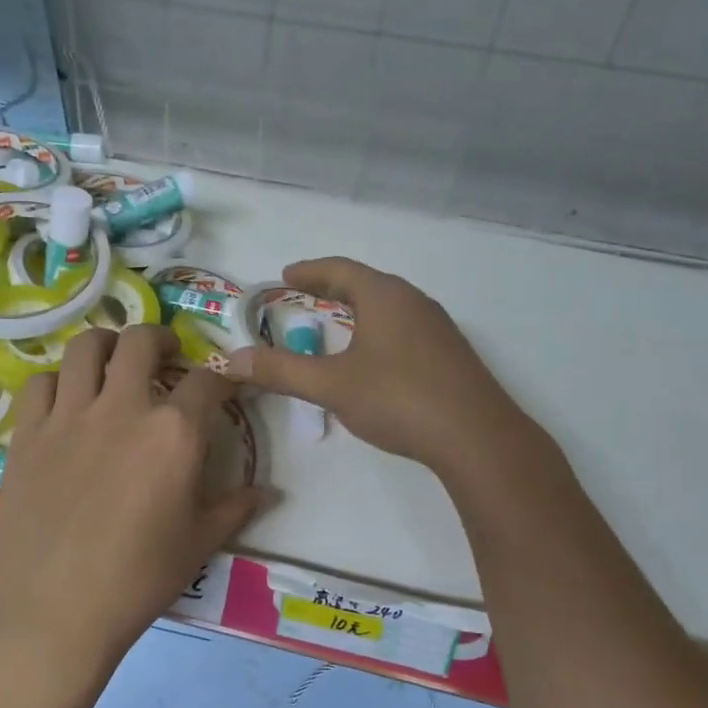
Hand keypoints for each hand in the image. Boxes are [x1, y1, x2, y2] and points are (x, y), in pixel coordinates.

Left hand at [0, 326, 263, 676]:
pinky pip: (42, 382)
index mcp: (174, 433)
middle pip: (141, 342)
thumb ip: (234, 508)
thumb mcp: (198, 543)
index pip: (207, 381)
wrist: (54, 607)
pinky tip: (68, 401)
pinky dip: (59, 381)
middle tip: (166, 355)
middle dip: (160, 339)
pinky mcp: (28, 432)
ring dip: (107, 345)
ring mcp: (70, 415)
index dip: (221, 379)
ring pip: (86, 348)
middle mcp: (123, 408)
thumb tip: (268, 492)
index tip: (223, 387)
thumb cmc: (138, 579)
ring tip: (115, 363)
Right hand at [223, 258, 537, 477]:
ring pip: (390, 308)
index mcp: (385, 296)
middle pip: (368, 285)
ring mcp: (439, 328)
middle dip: (335, 288)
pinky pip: (406, 330)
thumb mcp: (331, 385)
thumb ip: (281, 370)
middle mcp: (415, 302)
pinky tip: (375, 359)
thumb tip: (232, 358)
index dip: (310, 270)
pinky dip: (379, 333)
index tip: (286, 275)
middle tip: (308, 296)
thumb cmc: (398, 398)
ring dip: (360, 312)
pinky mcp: (451, 356)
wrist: (476, 437)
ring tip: (337, 326)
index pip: (341, 269)